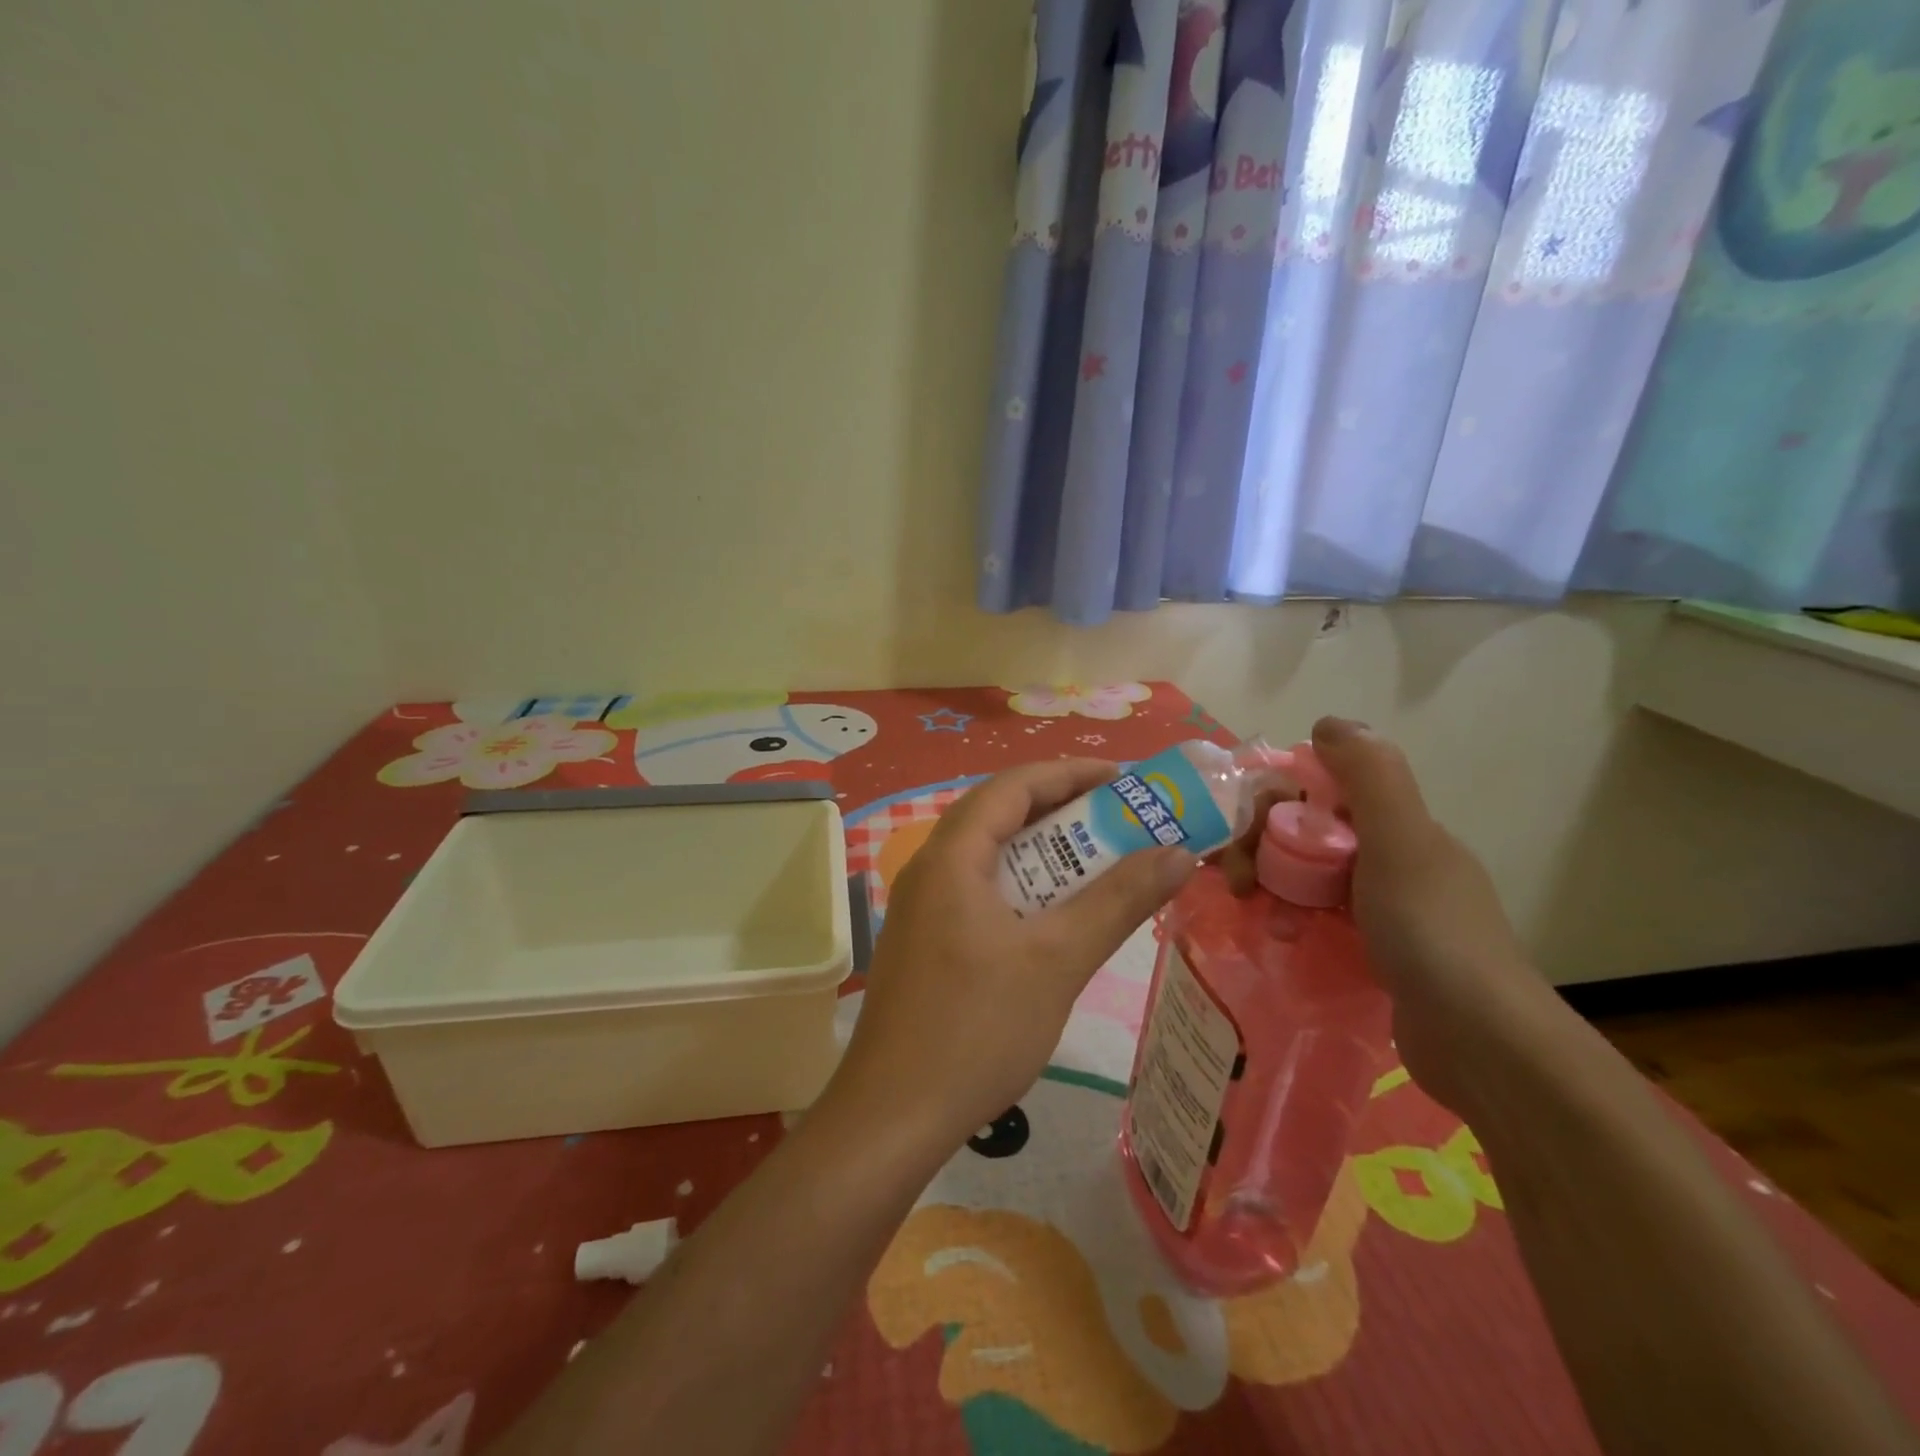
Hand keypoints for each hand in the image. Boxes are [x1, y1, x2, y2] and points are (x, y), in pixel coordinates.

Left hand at [827, 759, 1197, 1154]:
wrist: (893, 1115)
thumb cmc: (977, 1028)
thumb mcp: (1058, 960)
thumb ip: (1118, 901)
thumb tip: (1177, 855)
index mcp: (951, 857)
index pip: (1012, 786)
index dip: (1070, 773)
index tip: (1124, 780)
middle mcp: (929, 869)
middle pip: (999, 815)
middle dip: (1062, 811)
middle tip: (1120, 821)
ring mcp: (921, 907)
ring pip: (989, 857)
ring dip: (1043, 853)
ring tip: (1098, 864)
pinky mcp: (924, 941)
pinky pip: (979, 891)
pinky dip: (1022, 888)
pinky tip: (1053, 919)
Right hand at [1222, 717, 1549, 1114]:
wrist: (1481, 1042)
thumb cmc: (1431, 931)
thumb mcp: (1400, 841)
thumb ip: (1369, 775)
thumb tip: (1328, 722)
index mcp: (1398, 827)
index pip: (1320, 790)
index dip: (1275, 801)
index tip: (1245, 831)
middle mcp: (1391, 859)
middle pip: (1306, 833)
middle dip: (1262, 847)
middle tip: (1237, 881)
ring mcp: (1384, 908)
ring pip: (1307, 877)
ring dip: (1271, 886)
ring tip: (1254, 914)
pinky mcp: (1374, 952)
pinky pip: (1317, 918)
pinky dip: (1291, 920)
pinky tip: (1278, 938)